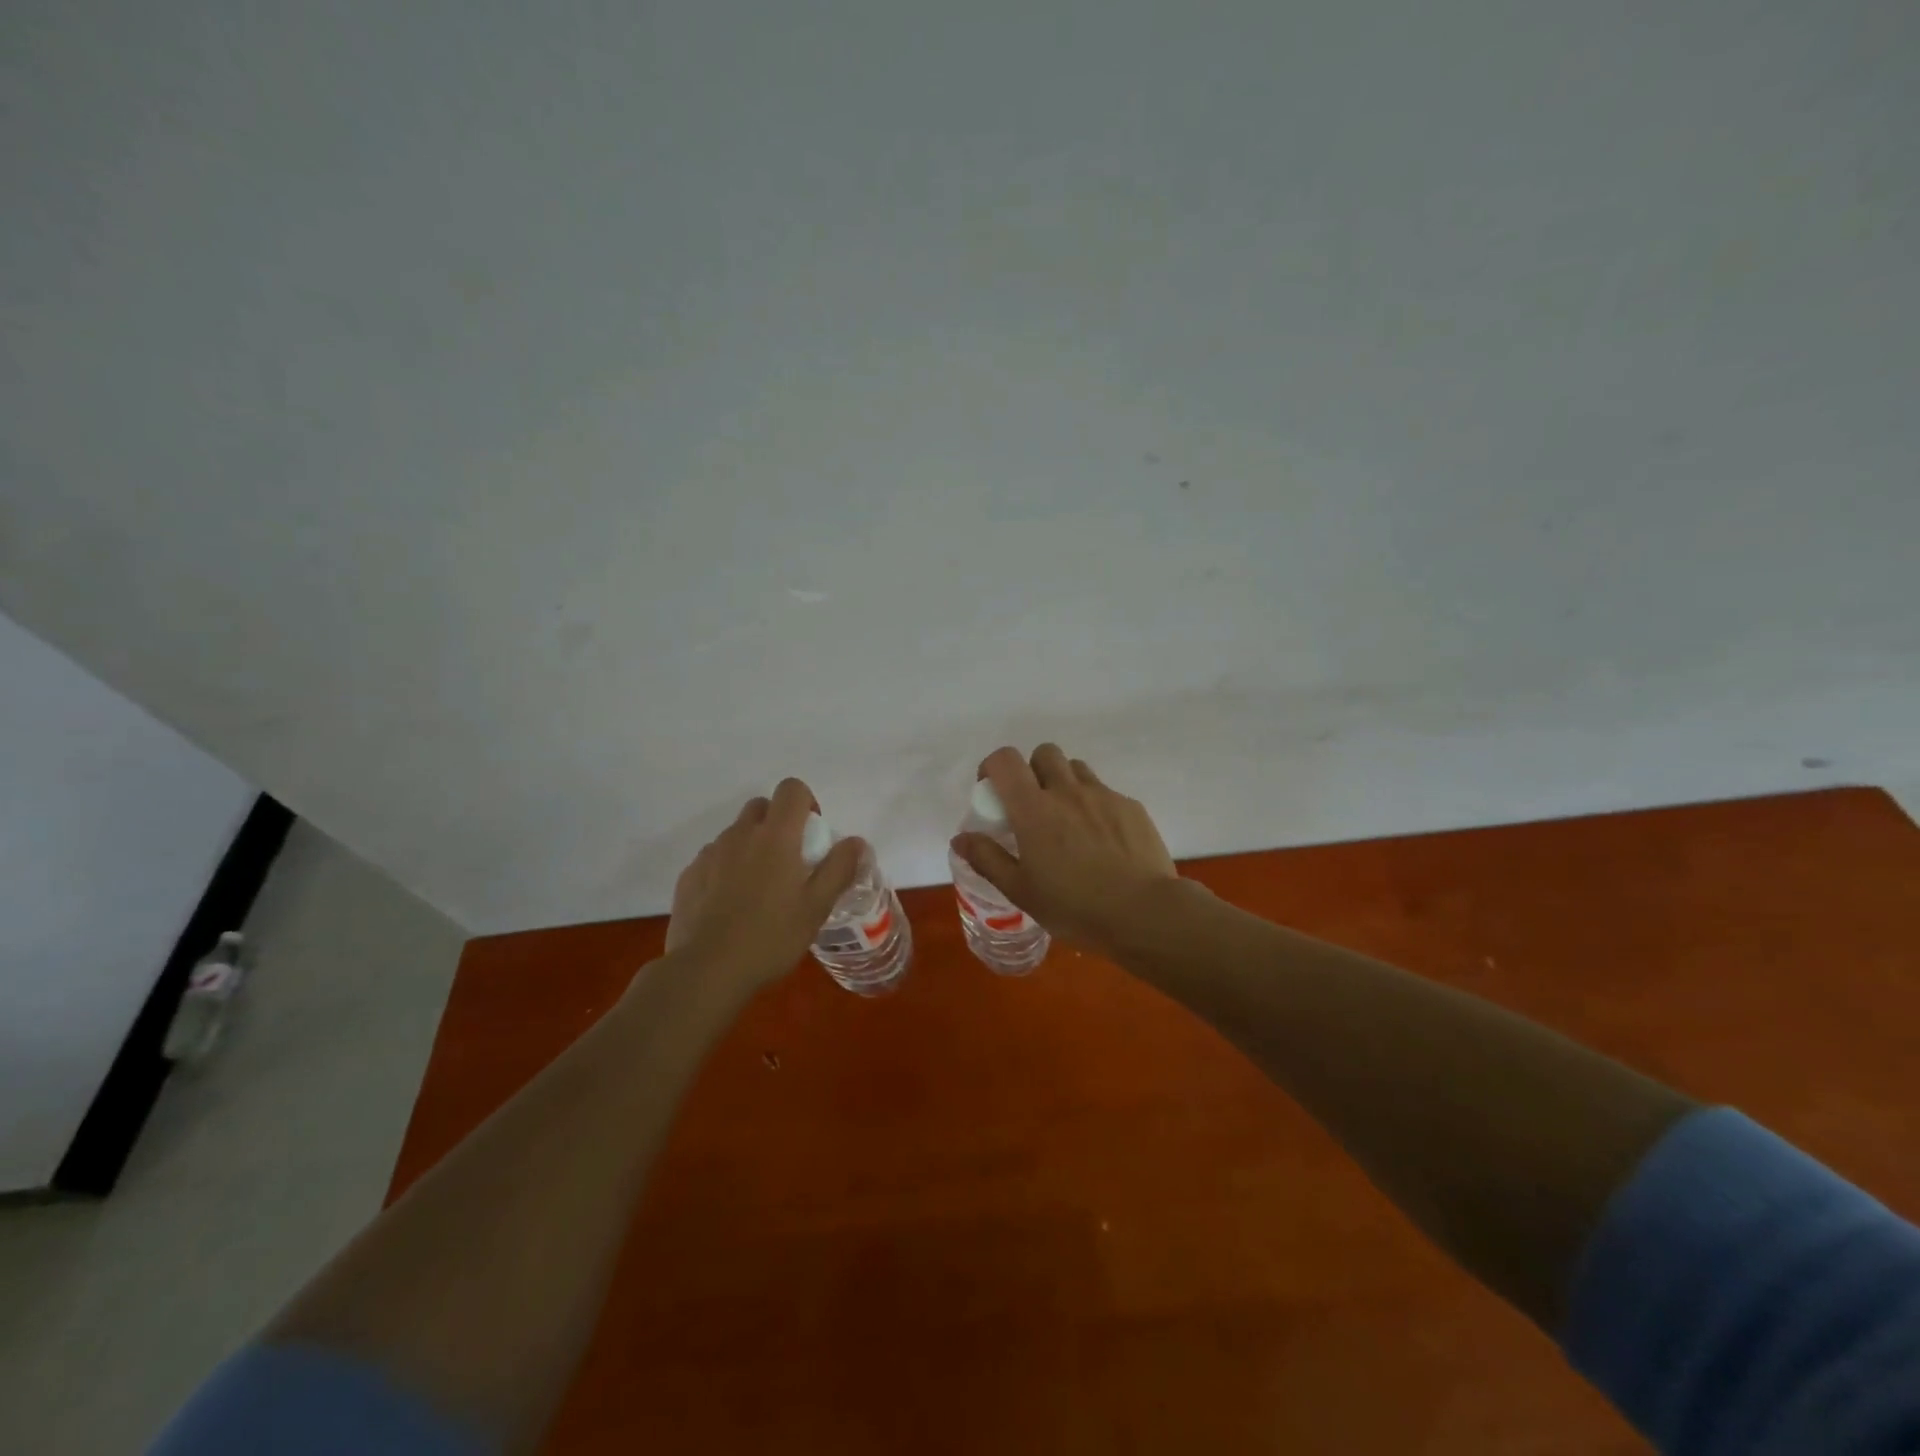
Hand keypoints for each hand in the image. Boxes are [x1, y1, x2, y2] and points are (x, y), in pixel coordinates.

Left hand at [663, 778, 864, 990]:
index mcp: (775, 836)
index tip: (811, 835)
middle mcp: (740, 835)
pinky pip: (714, 859)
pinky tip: (730, 906)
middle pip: (761, 806)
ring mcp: (710, 854)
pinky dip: (726, 870)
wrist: (706, 970)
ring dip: (751, 848)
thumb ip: (839, 868)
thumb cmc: (771, 936)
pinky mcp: (689, 875)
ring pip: (735, 834)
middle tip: (788, 863)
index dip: (805, 802)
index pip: (791, 789)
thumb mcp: (817, 906)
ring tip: (758, 891)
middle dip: (777, 823)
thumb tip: (856, 842)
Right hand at [951, 744, 1183, 956]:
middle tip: (1033, 806)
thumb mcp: (1021, 891)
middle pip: (1045, 753)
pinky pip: (1106, 793)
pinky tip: (1103, 842)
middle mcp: (1068, 791)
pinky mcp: (1132, 807)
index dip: (993, 767)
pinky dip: (1096, 806)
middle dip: (1033, 770)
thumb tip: (960, 838)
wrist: (1144, 913)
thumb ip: (988, 859)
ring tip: (1069, 821)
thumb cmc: (1075, 906)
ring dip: (1065, 784)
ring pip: (1077, 769)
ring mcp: (1104, 796)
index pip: (1005, 760)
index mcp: (1034, 809)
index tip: (993, 791)